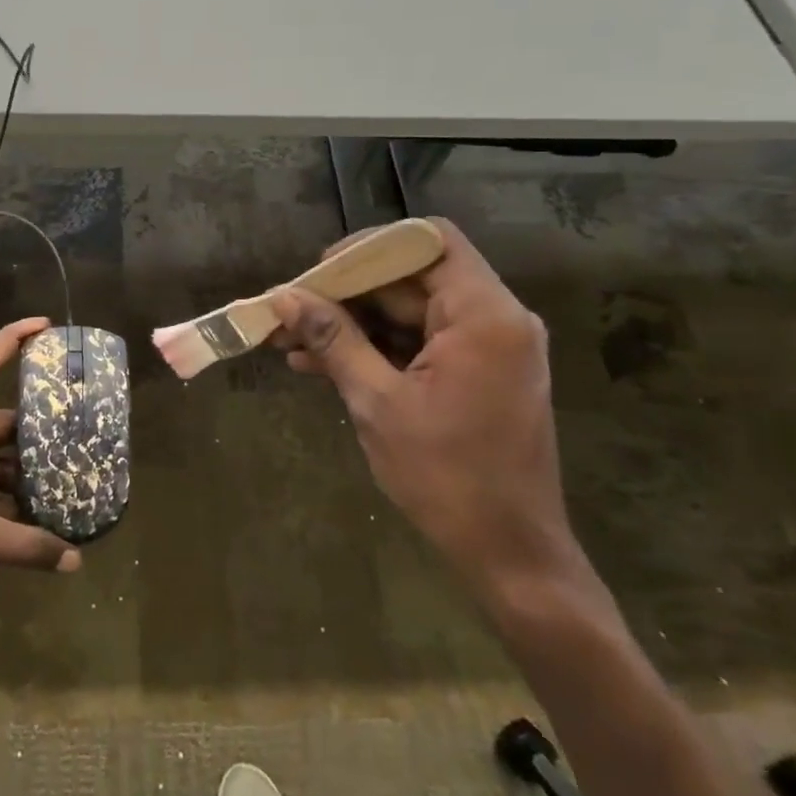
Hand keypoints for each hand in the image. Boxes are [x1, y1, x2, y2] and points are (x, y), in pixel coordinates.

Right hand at [270, 220, 580, 605]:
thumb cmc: (446, 476)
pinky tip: (321, 365)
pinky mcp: (478, 374)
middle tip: (291, 311)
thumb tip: (285, 297)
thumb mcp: (377, 402)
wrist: (510, 553)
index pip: (427, 241)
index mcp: (484, 316)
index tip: (320, 273)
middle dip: (348, 293)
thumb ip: (333, 340)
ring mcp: (489, 348)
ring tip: (292, 341)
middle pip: (413, 277)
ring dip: (354, 324)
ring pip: (410, 311)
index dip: (368, 248)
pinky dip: (376, 349)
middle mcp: (496, 319)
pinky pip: (420, 343)